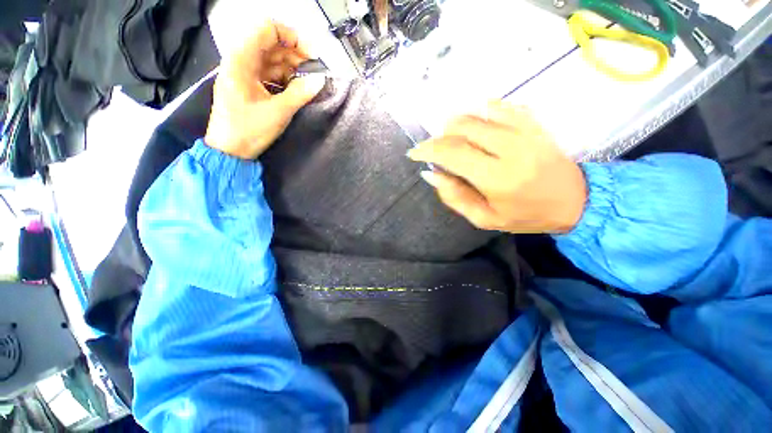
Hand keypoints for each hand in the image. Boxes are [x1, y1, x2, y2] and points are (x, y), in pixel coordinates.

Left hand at [204, 20, 325, 159]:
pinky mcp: (248, 85)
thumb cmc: (249, 130)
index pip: (267, 29)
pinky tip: (295, 87)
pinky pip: (269, 73)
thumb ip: (300, 93)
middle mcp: (240, 60)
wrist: (230, 150)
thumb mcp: (278, 112)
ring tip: (307, 80)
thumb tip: (320, 80)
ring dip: (291, 66)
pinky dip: (284, 77)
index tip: (312, 54)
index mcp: (241, 59)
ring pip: (271, 59)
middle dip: (295, 53)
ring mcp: (244, 73)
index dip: (292, 37)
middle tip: (314, 69)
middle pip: (271, 43)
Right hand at [407, 101, 586, 233]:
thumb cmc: (526, 215)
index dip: (427, 149)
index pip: (452, 153)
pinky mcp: (534, 122)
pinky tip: (476, 126)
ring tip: (452, 140)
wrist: (576, 201)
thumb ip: (454, 197)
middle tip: (435, 149)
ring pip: (477, 113)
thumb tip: (431, 174)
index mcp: (496, 177)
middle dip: (439, 136)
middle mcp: (509, 147)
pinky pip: (499, 106)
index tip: (414, 153)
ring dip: (456, 124)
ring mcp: (524, 130)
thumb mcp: (484, 218)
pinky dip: (480, 112)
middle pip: (461, 127)